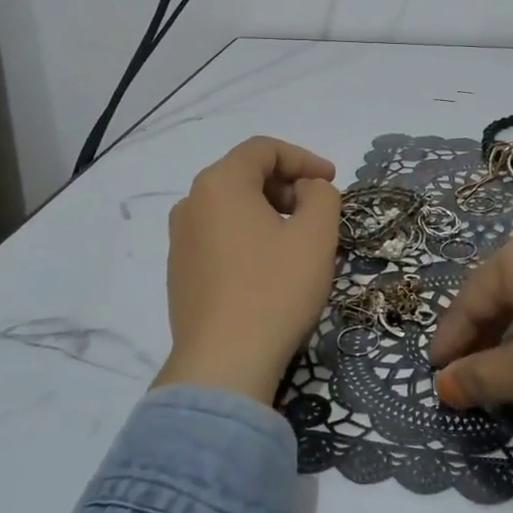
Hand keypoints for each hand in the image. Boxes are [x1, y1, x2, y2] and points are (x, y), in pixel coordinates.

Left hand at [155, 137, 341, 403]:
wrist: (223, 363)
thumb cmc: (274, 290)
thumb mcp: (316, 236)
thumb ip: (321, 195)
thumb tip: (307, 190)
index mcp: (219, 184)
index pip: (263, 149)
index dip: (303, 158)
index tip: (332, 181)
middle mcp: (191, 203)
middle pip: (244, 175)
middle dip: (287, 185)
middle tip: (318, 211)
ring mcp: (180, 240)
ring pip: (231, 207)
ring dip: (269, 212)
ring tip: (298, 241)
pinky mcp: (180, 272)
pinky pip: (219, 236)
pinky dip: (248, 236)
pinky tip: (270, 268)